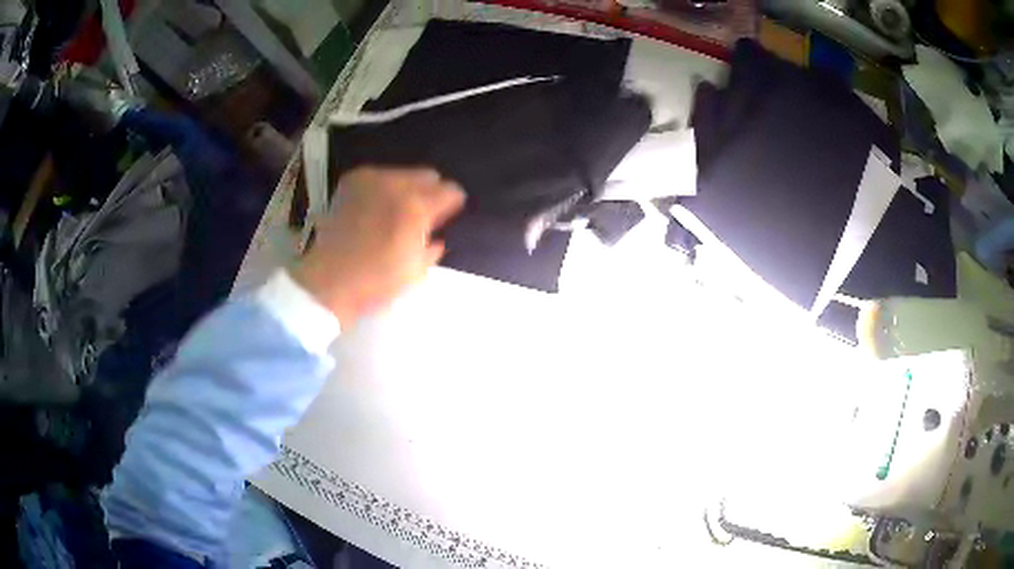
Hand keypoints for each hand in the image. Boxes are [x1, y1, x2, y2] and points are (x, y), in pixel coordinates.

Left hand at [292, 167, 465, 327]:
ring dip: (406, 189)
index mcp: (417, 208)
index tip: (448, 217)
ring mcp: (372, 180)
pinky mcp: (352, 181)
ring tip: (396, 212)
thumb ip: (432, 248)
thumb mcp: (416, 272)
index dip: (453, 204)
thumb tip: (436, 237)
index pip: (451, 191)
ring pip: (403, 173)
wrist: (330, 280)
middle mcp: (396, 185)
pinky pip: (378, 176)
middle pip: (428, 175)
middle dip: (430, 192)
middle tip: (423, 215)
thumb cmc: (377, 282)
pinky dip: (383, 188)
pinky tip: (376, 207)